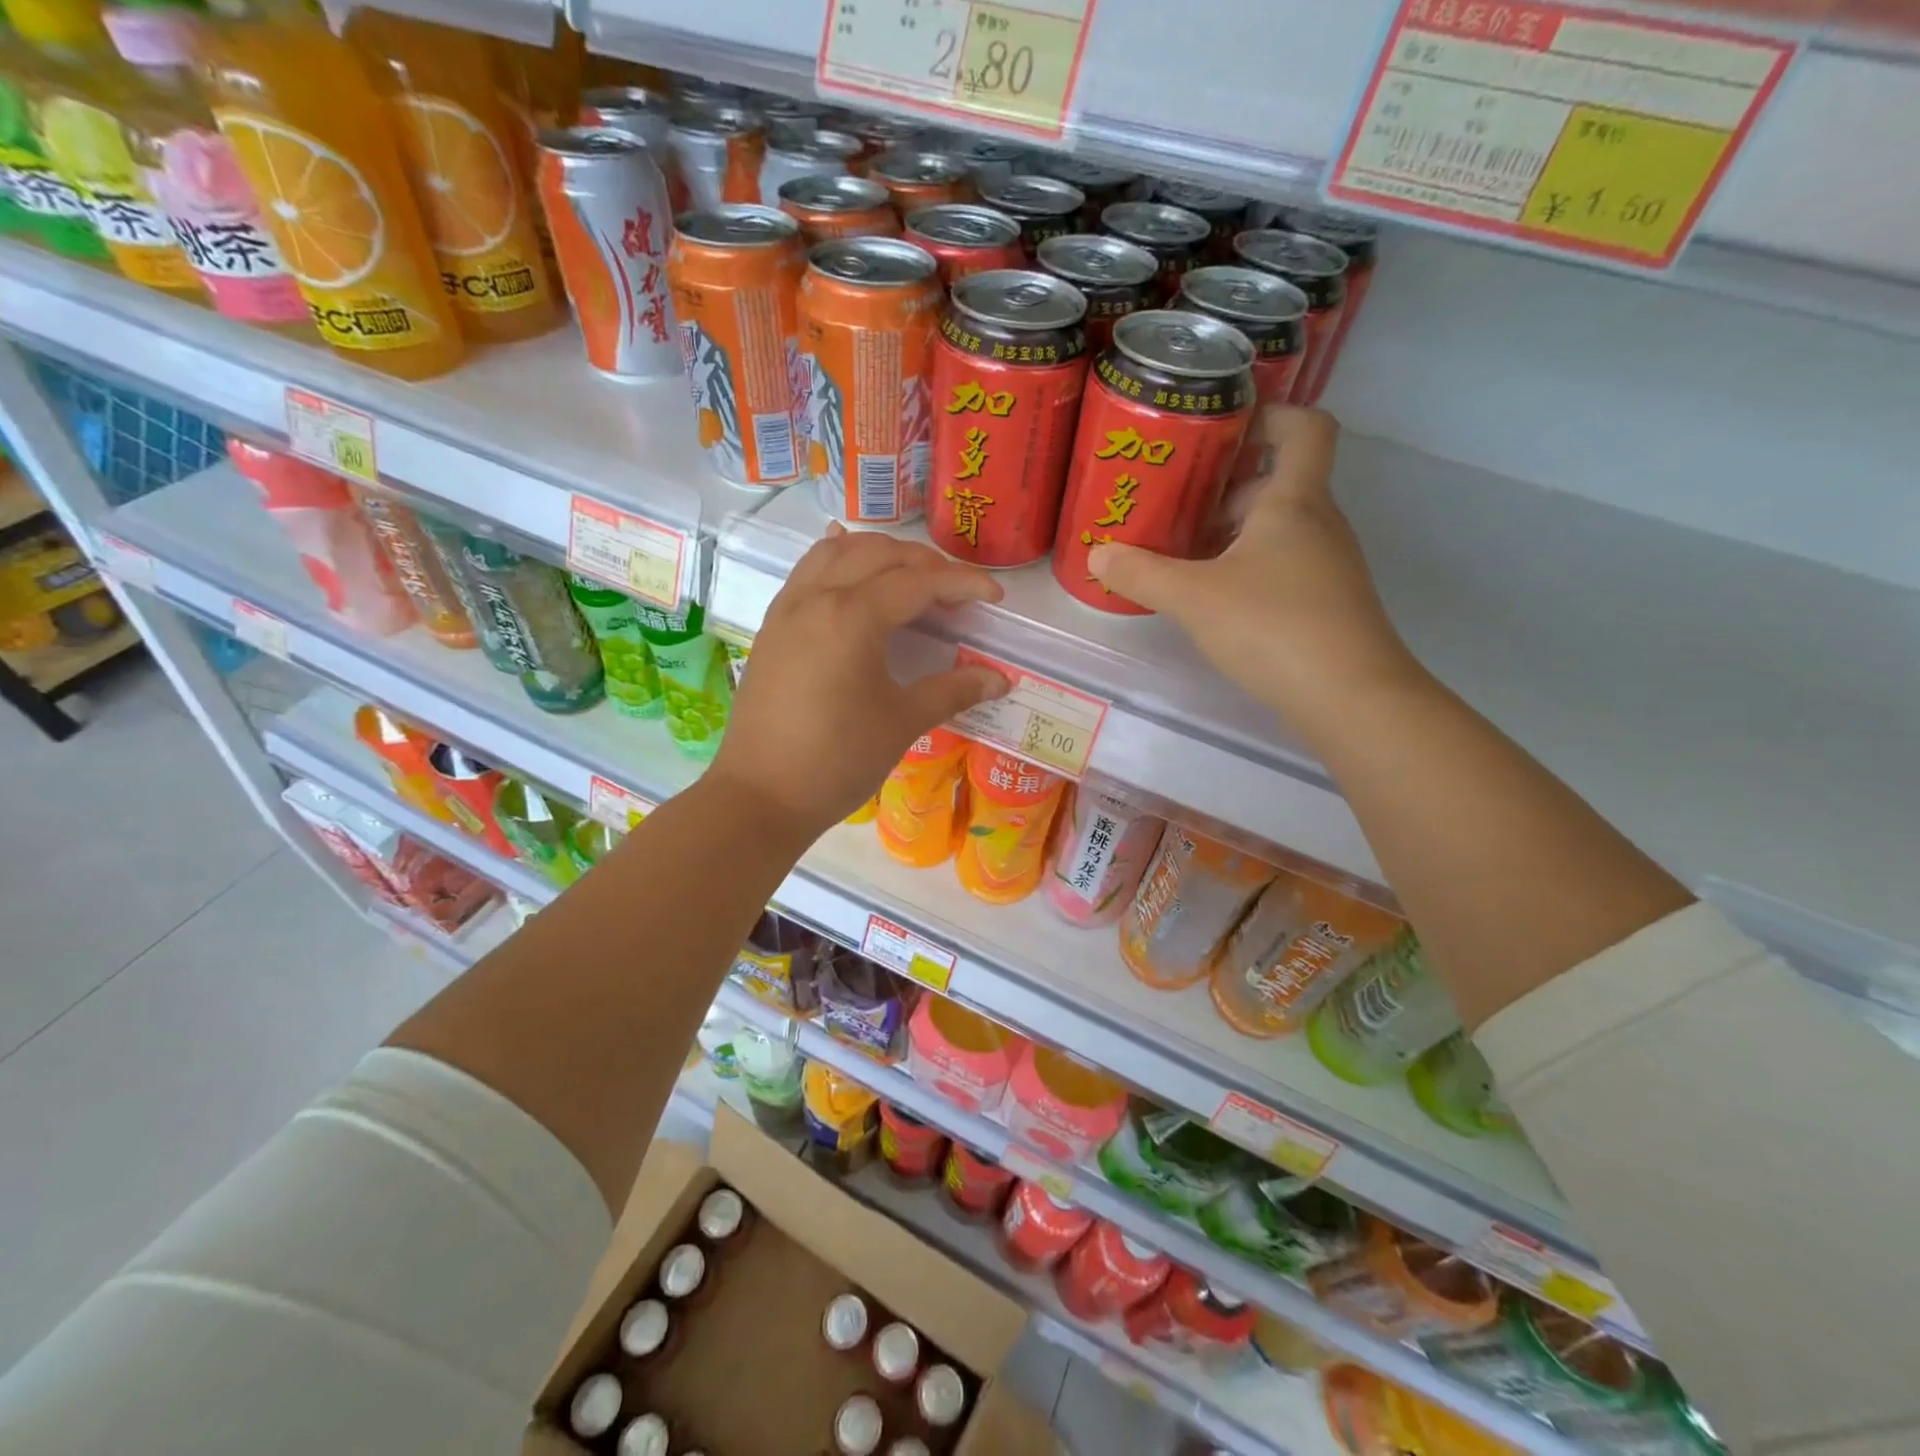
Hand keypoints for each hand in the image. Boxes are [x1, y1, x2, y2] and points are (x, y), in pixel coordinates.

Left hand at [707, 528, 1009, 842]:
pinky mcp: (772, 627)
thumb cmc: (837, 760)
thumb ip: (952, 691)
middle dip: (924, 564)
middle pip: (878, 555)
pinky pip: (807, 572)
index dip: (962, 584)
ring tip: (910, 578)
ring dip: (879, 555)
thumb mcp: (902, 723)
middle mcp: (816, 597)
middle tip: (956, 592)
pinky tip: (852, 572)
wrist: (760, 796)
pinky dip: (839, 562)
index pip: (917, 582)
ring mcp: (787, 609)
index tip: (994, 597)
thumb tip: (999, 679)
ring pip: (837, 554)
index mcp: (852, 616)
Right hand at [1088, 407, 1418, 729]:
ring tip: (1180, 556)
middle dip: (1224, 489)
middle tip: (1173, 506)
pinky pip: (1282, 566)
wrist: (1350, 698)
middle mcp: (1318, 523)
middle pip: (1276, 483)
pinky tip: (1211, 600)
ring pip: (1276, 529)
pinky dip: (1246, 569)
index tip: (1222, 428)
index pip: (1304, 427)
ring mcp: (1327, 565)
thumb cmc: (1273, 627)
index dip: (1269, 414)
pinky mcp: (1325, 603)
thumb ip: (1142, 574)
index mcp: (1294, 501)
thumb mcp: (1194, 597)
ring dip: (1230, 534)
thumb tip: (1097, 554)